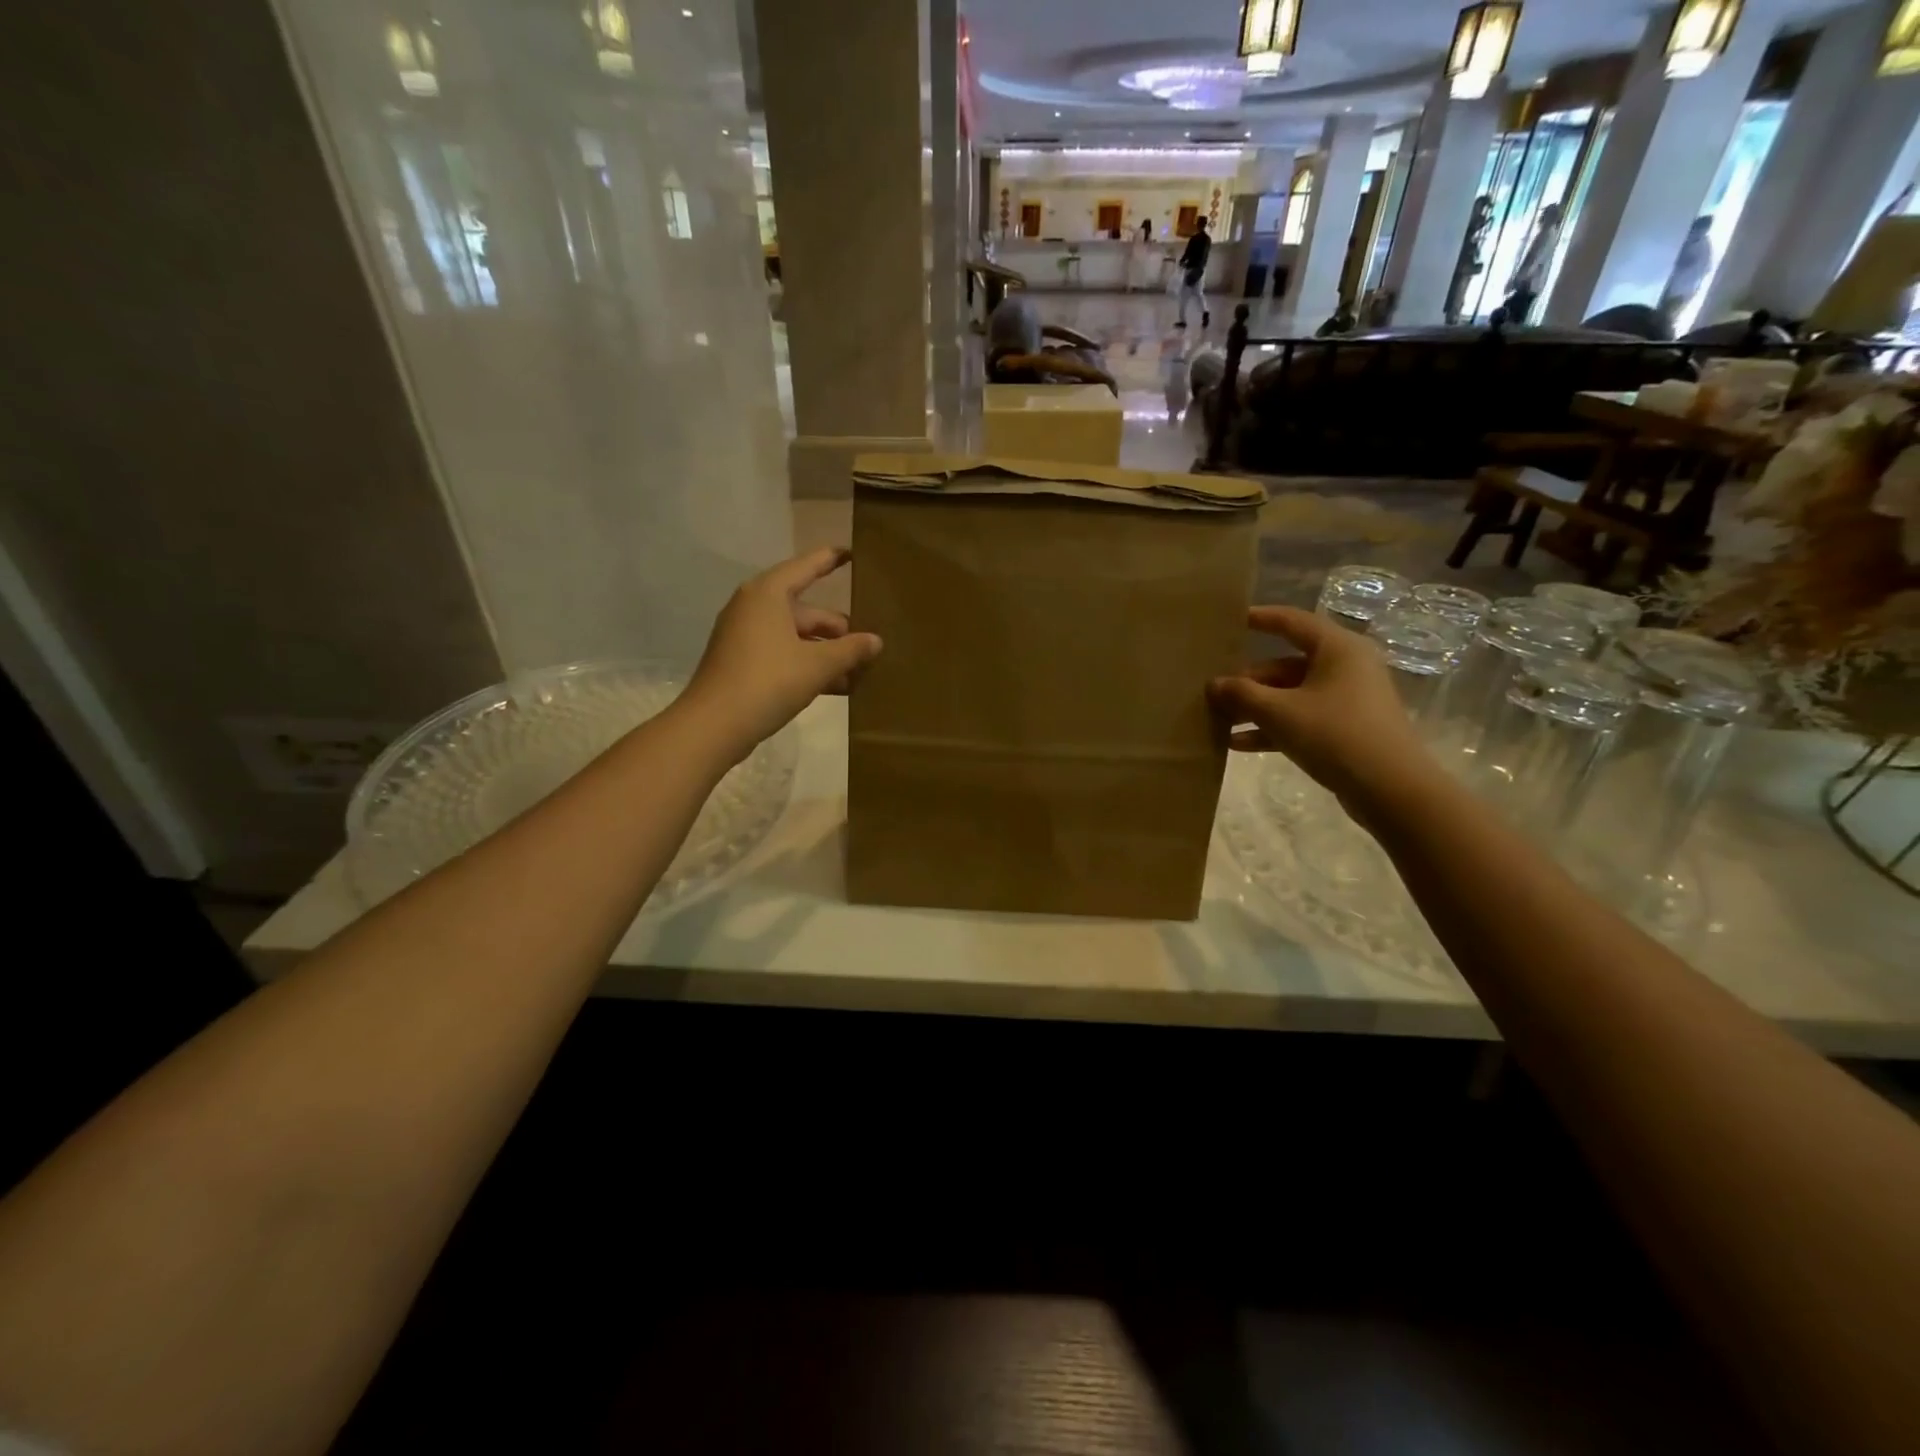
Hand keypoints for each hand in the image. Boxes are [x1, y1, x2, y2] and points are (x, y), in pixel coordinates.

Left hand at [681, 547, 881, 761]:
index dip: (831, 559)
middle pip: (805, 610)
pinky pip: (783, 654)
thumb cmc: (768, 681)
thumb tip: (875, 641)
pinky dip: (807, 665)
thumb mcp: (818, 665)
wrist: (714, 725)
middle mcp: (753, 607)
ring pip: (796, 636)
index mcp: (767, 594)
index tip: (853, 552)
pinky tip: (835, 686)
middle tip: (870, 645)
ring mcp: (744, 636)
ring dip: (826, 653)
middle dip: (838, 629)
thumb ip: (850, 650)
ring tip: (859, 671)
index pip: (806, 566)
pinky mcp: (741, 663)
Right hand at [1208, 606, 1430, 810]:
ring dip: (1255, 707)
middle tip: (1212, 692)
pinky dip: (1273, 727)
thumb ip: (1242, 694)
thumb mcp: (1279, 712)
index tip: (1231, 620)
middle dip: (1248, 680)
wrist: (1390, 789)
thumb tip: (1213, 684)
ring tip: (1219, 720)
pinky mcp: (1345, 728)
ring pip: (1290, 694)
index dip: (1260, 618)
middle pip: (1285, 665)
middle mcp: (1345, 666)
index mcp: (1337, 648)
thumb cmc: (1334, 734)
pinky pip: (1301, 718)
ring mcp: (1347, 699)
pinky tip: (1239, 744)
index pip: (1292, 622)